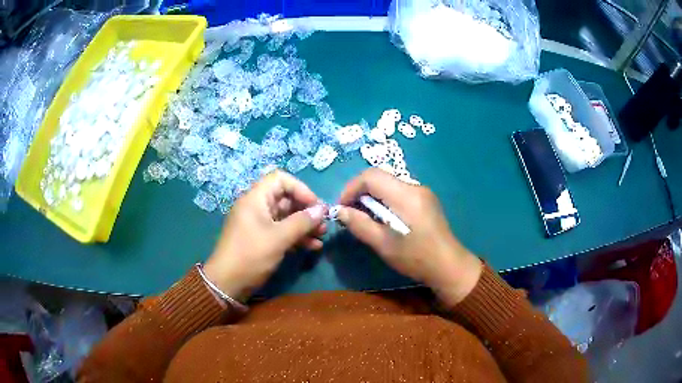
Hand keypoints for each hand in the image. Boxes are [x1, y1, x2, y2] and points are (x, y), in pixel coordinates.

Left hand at [203, 171, 326, 300]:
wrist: (227, 283)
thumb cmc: (251, 255)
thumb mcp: (278, 238)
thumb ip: (301, 222)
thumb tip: (322, 210)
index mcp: (255, 199)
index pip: (280, 179)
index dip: (300, 189)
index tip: (315, 206)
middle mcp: (257, 207)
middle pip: (285, 198)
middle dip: (306, 210)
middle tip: (323, 224)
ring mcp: (258, 223)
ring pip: (286, 217)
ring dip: (304, 225)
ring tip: (321, 236)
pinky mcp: (261, 238)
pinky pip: (281, 231)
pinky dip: (296, 236)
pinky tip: (312, 246)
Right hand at [337, 168, 481, 305]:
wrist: (449, 266)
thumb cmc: (416, 258)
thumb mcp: (383, 244)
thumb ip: (360, 224)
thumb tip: (339, 211)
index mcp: (405, 195)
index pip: (371, 176)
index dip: (351, 188)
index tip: (342, 207)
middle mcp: (415, 186)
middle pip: (380, 177)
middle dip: (360, 191)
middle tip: (351, 213)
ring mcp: (423, 192)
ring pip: (389, 183)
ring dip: (372, 196)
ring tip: (365, 217)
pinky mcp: (426, 200)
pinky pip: (399, 191)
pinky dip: (385, 200)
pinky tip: (384, 218)